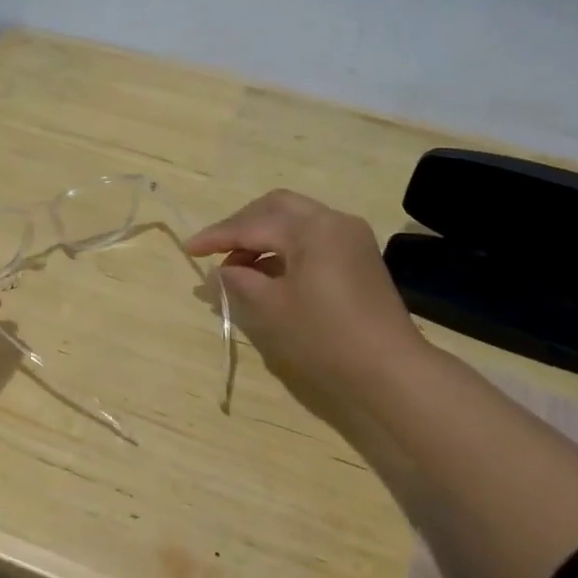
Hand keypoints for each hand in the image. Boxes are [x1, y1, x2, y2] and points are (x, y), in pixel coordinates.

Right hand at [188, 190, 427, 406]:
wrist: (390, 371)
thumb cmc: (324, 338)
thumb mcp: (271, 309)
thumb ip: (239, 281)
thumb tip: (219, 271)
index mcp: (312, 228)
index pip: (252, 224)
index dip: (216, 236)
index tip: (188, 249)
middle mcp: (333, 220)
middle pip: (275, 207)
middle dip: (241, 225)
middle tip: (215, 251)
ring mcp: (350, 237)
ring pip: (295, 220)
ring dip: (262, 236)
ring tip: (237, 267)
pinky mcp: (358, 256)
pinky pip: (311, 237)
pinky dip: (284, 247)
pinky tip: (267, 272)